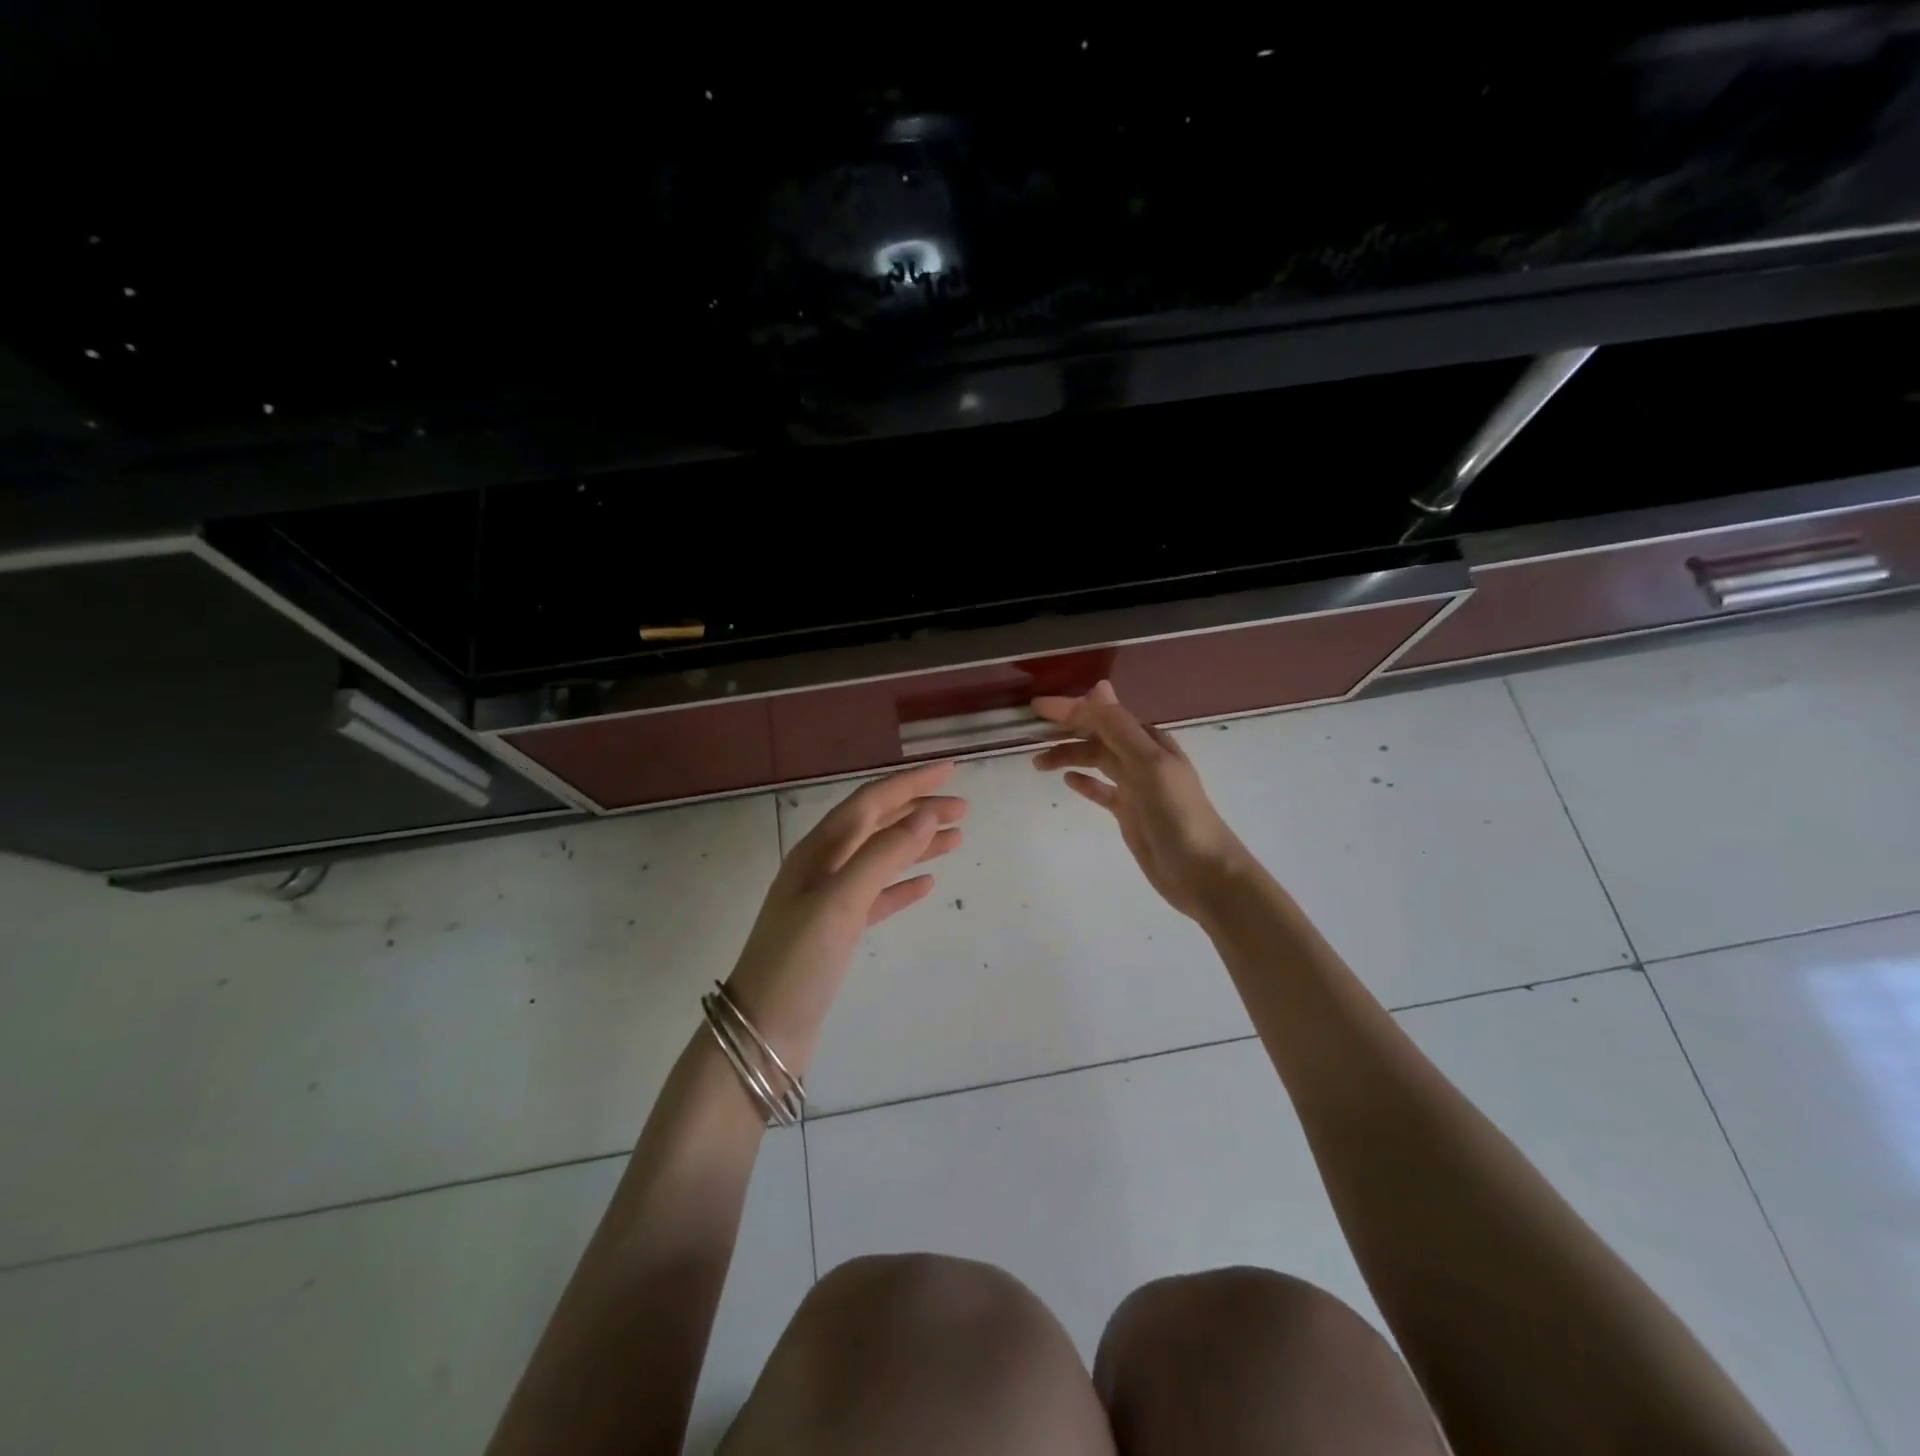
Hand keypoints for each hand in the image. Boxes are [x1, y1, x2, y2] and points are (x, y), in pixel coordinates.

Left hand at [725, 761, 966, 1070]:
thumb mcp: (840, 902)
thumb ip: (882, 855)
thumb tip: (925, 814)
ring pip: (880, 859)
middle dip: (918, 811)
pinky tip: (926, 884)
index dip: (910, 783)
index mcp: (818, 851)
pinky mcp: (836, 932)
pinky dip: (901, 885)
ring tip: (956, 839)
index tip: (951, 770)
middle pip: (877, 825)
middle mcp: (822, 867)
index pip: (870, 802)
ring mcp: (828, 900)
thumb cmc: (798, 961)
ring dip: (916, 845)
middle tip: (964, 809)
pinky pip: (876, 896)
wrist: (761, 1033)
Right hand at [1032, 681, 1253, 921]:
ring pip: (1095, 761)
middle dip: (1066, 732)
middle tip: (1031, 736)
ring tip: (1038, 763)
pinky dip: (1084, 782)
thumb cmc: (1177, 814)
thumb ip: (1120, 729)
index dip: (1070, 709)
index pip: (1103, 716)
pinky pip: (1101, 790)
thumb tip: (1097, 686)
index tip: (1036, 707)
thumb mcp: (1148, 765)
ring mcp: (1135, 787)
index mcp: (1149, 741)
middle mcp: (1141, 759)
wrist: (1202, 872)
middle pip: (1097, 737)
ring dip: (1069, 756)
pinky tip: (1067, 781)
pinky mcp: (1129, 813)